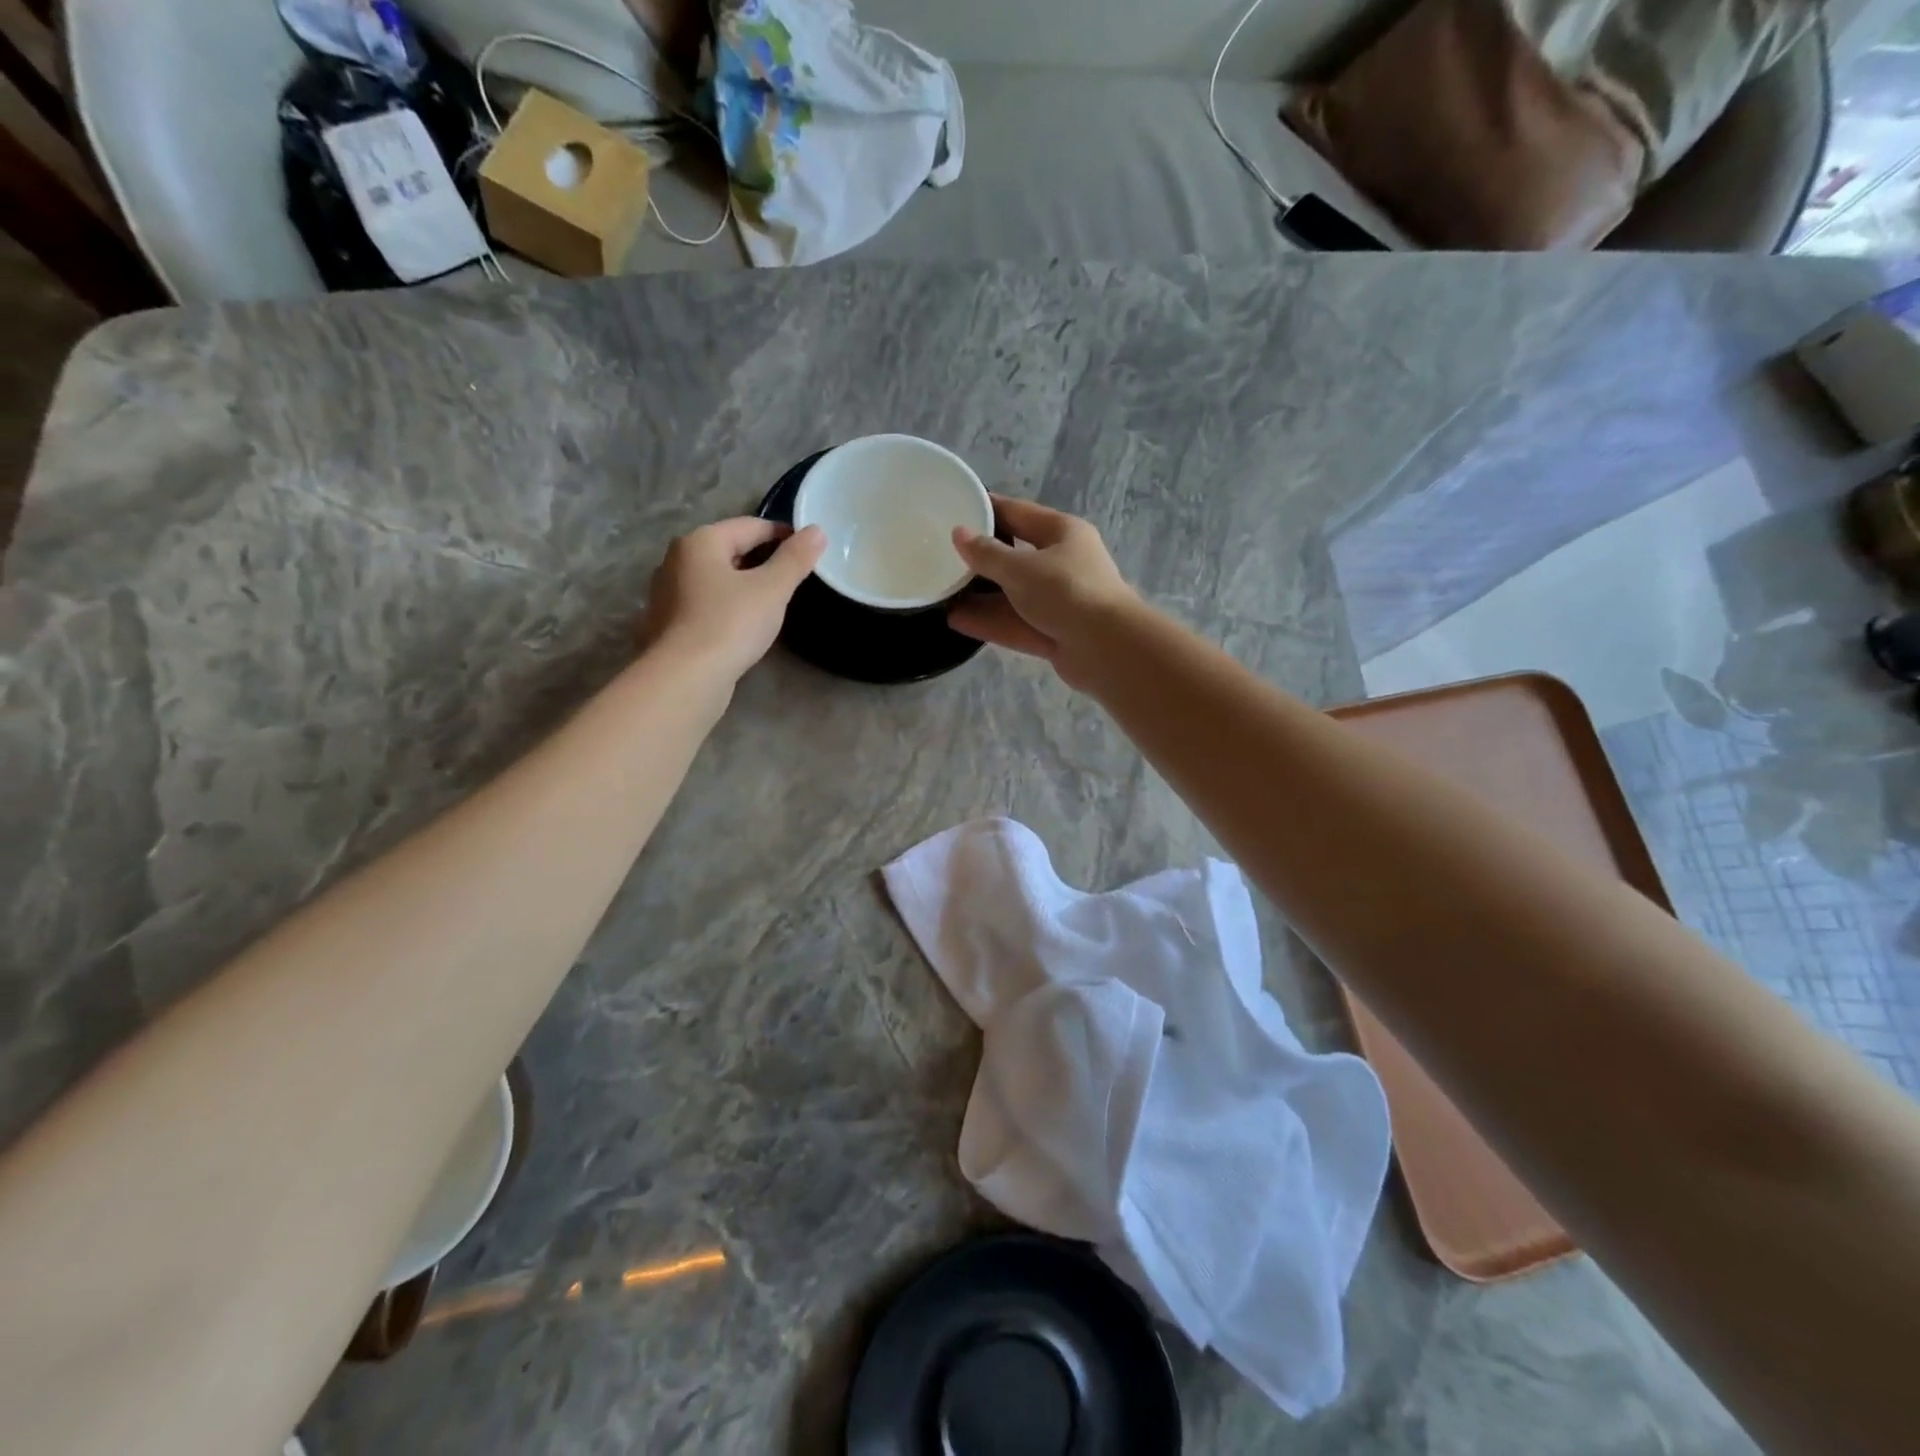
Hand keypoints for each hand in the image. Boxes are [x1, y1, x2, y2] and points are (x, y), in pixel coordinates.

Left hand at [640, 518, 824, 681]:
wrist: (685, 678)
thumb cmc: (730, 624)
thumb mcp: (772, 589)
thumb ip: (795, 559)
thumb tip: (817, 531)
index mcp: (701, 541)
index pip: (751, 526)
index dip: (783, 534)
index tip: (809, 549)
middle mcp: (677, 559)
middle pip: (730, 550)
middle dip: (762, 560)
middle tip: (793, 579)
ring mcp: (667, 592)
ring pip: (716, 578)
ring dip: (743, 584)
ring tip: (771, 603)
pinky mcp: (667, 623)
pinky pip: (705, 603)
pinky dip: (727, 606)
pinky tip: (742, 625)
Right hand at [947, 496, 1137, 688]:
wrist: (1106, 647)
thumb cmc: (1066, 591)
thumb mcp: (1021, 568)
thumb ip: (987, 554)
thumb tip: (959, 534)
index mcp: (1062, 532)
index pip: (1017, 512)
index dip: (986, 509)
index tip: (955, 507)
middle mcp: (1062, 562)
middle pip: (1014, 555)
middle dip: (980, 558)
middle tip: (941, 555)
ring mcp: (1059, 600)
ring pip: (1012, 593)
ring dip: (981, 594)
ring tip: (942, 592)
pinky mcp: (1053, 632)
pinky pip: (1015, 622)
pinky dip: (989, 621)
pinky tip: (955, 620)